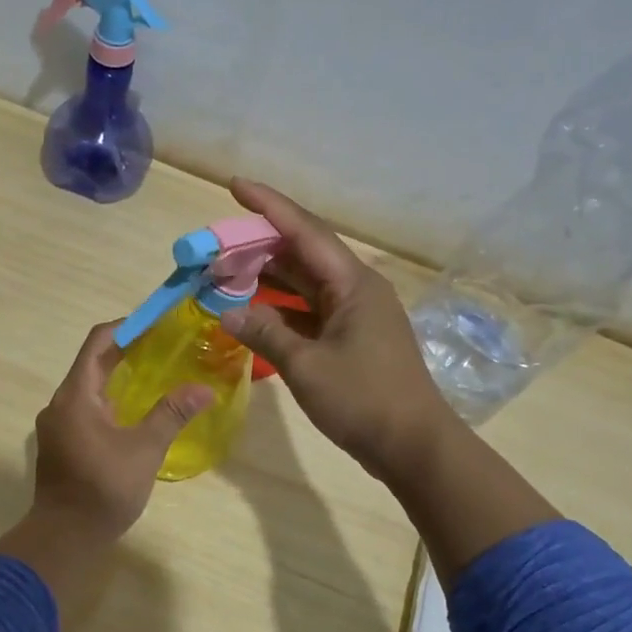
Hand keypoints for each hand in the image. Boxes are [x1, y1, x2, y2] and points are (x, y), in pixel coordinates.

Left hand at [0, 323, 211, 582]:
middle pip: (92, 363)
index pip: (98, 343)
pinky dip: (108, 399)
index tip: (156, 322)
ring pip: (88, 388)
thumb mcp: (144, 449)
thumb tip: (204, 389)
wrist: (65, 537)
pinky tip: (133, 410)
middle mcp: (60, 403)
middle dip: (126, 351)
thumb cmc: (103, 488)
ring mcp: (57, 424)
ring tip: (153, 373)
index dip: (126, 327)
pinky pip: (85, 408)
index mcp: (75, 395)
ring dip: (117, 376)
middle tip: (163, 346)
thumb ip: (171, 414)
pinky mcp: (61, 443)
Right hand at [218, 178, 451, 482]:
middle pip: (303, 254)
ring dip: (268, 278)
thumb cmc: (363, 400)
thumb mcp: (306, 366)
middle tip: (217, 244)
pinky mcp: (352, 339)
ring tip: (226, 273)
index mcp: (353, 283)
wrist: (413, 446)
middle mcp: (356, 289)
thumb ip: (264, 333)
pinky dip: (280, 308)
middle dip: (259, 246)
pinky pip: (310, 310)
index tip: (235, 185)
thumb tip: (225, 313)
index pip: (304, 231)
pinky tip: (252, 312)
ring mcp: (356, 315)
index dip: (268, 206)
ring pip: (305, 284)